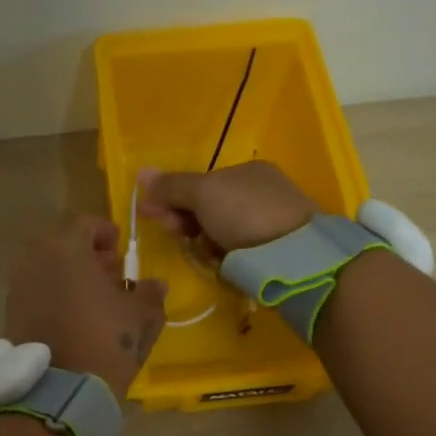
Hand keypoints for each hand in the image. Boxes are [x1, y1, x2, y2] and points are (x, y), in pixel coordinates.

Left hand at [5, 215, 166, 398]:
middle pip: (61, 245)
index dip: (105, 232)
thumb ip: (149, 293)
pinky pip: (36, 292)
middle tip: (110, 273)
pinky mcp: (10, 314)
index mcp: (64, 248)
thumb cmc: (105, 339)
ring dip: (69, 275)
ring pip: (46, 268)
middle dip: (86, 254)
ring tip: (94, 297)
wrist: (59, 390)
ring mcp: (17, 287)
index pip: (84, 224)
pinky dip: (54, 295)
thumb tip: (155, 285)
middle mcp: (34, 259)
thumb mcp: (141, 315)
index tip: (120, 248)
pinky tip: (75, 316)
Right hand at [136, 162, 318, 253]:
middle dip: (186, 221)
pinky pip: (238, 251)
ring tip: (206, 253)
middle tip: (176, 235)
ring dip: (205, 242)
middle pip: (208, 208)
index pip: (199, 183)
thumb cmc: (244, 214)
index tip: (151, 212)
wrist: (294, 255)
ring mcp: (271, 221)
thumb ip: (172, 185)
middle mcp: (261, 191)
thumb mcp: (202, 193)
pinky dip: (226, 257)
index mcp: (246, 171)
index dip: (172, 197)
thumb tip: (141, 172)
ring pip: (221, 232)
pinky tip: (225, 264)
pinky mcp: (277, 250)